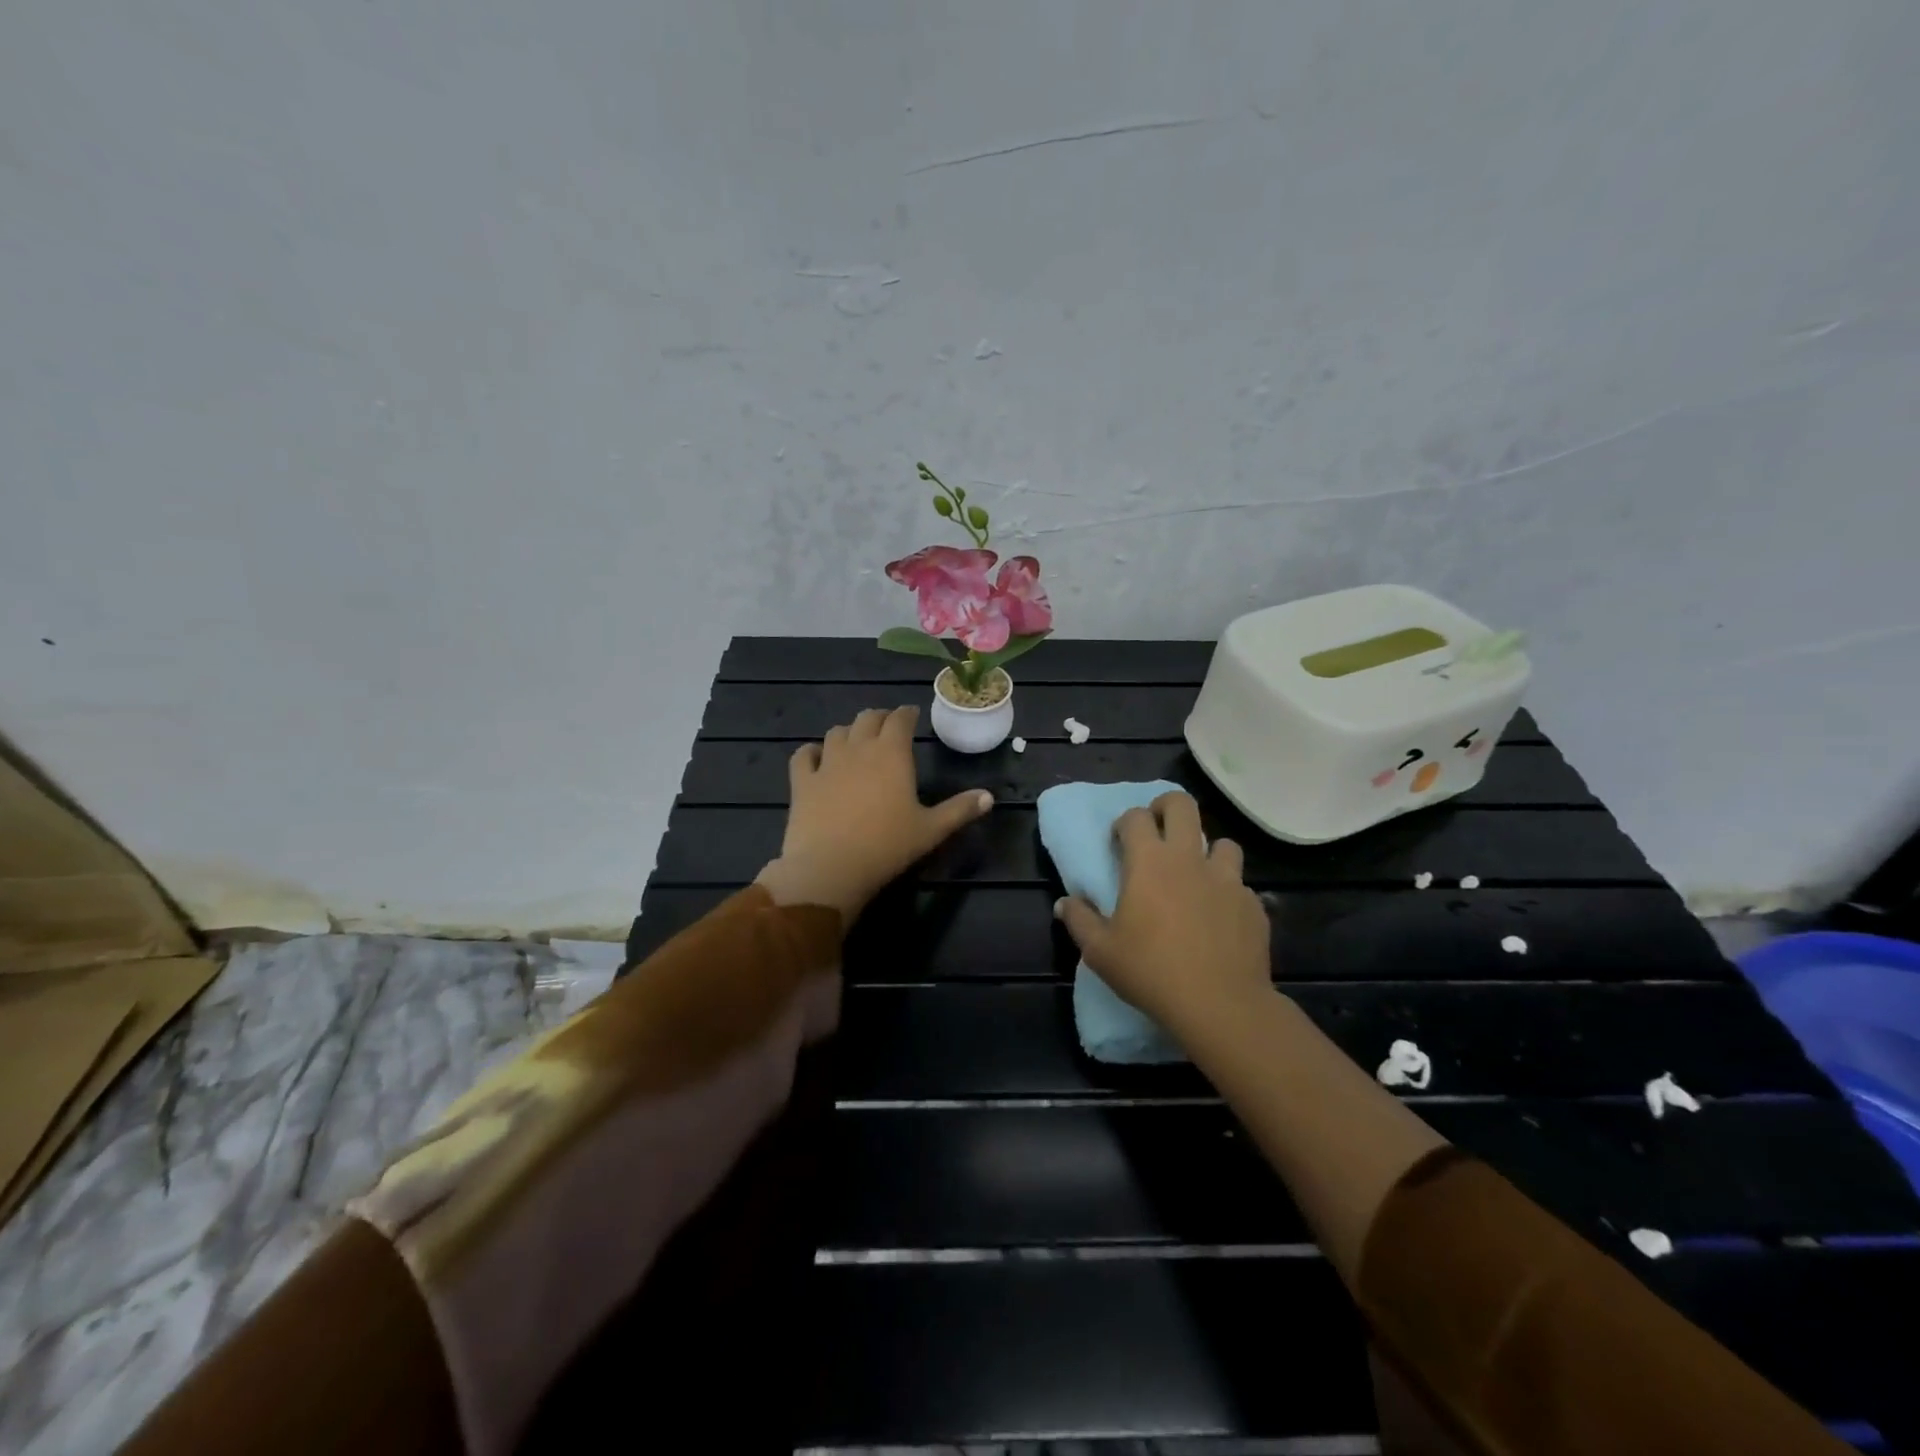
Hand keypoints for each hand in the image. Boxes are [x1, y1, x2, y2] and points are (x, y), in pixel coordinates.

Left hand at [755, 706, 993, 921]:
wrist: (831, 867)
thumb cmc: (887, 846)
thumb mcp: (931, 830)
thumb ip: (960, 810)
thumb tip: (990, 797)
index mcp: (892, 754)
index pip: (900, 720)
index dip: (907, 714)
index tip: (912, 715)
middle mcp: (859, 748)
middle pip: (868, 718)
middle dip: (880, 718)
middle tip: (887, 725)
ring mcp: (827, 763)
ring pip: (836, 732)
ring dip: (849, 731)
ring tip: (856, 739)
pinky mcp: (802, 781)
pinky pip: (804, 755)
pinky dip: (811, 751)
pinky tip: (815, 756)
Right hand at [1055, 791, 1272, 1036]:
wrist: (1220, 1005)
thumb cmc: (1150, 971)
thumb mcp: (1100, 952)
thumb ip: (1079, 920)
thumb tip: (1064, 903)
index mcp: (1149, 862)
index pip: (1135, 817)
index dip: (1125, 823)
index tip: (1118, 842)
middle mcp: (1189, 859)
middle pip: (1183, 806)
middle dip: (1166, 808)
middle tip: (1158, 830)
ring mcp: (1227, 879)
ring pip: (1223, 843)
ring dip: (1207, 851)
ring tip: (1196, 875)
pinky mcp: (1253, 904)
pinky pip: (1240, 885)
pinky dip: (1227, 892)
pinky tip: (1219, 917)